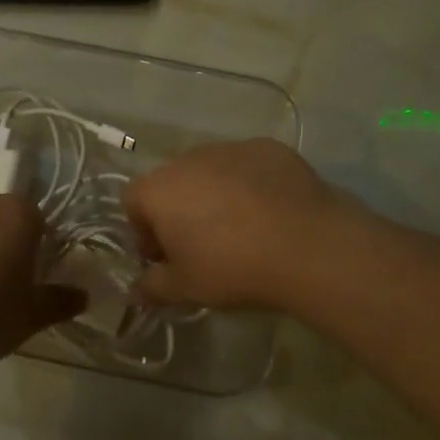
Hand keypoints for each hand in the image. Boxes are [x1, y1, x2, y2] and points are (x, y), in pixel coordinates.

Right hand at [124, 140, 348, 311]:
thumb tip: (135, 291)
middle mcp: (188, 158)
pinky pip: (246, 166)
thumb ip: (152, 287)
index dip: (143, 232)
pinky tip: (270, 213)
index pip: (132, 202)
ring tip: (240, 229)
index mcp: (159, 189)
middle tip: (201, 246)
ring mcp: (230, 148)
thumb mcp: (186, 288)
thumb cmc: (232, 267)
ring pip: (209, 172)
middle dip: (179, 211)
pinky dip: (249, 185)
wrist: (307, 245)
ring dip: (213, 195)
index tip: (164, 258)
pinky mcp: (268, 147)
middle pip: (171, 183)